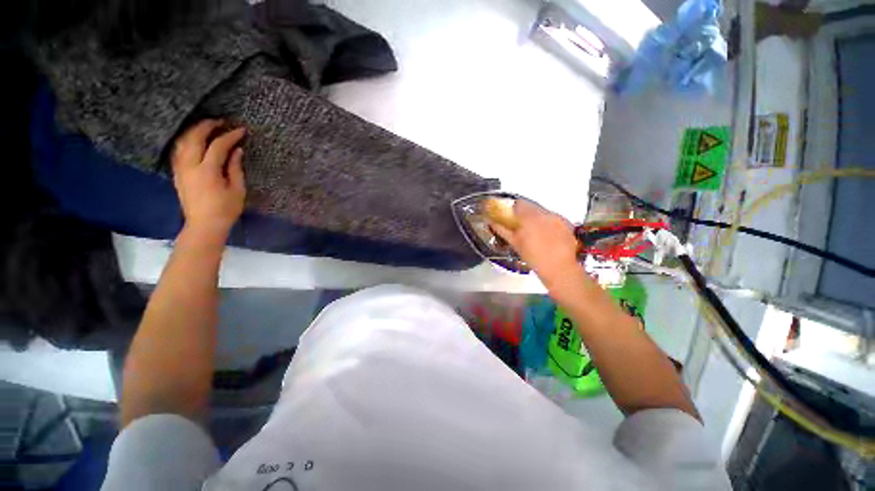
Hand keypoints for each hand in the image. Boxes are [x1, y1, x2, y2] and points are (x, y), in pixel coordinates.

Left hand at [172, 120, 245, 242]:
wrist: (203, 225)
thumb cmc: (225, 209)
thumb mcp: (237, 190)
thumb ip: (235, 168)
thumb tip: (237, 151)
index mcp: (207, 171)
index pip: (218, 146)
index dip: (230, 136)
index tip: (241, 130)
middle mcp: (190, 166)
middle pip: (194, 137)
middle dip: (207, 126)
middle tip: (220, 121)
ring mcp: (180, 168)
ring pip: (183, 141)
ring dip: (194, 130)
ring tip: (207, 126)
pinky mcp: (177, 173)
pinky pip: (179, 150)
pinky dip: (187, 140)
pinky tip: (195, 139)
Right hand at [490, 200, 579, 285]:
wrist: (560, 269)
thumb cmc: (535, 258)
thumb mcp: (515, 244)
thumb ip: (503, 230)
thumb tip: (492, 222)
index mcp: (530, 217)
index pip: (518, 204)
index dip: (512, 209)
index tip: (509, 216)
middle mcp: (544, 213)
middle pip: (531, 207)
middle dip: (524, 214)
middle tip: (521, 226)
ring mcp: (557, 218)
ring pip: (542, 212)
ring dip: (536, 219)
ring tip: (535, 234)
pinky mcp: (566, 223)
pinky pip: (553, 219)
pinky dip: (548, 224)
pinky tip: (547, 236)